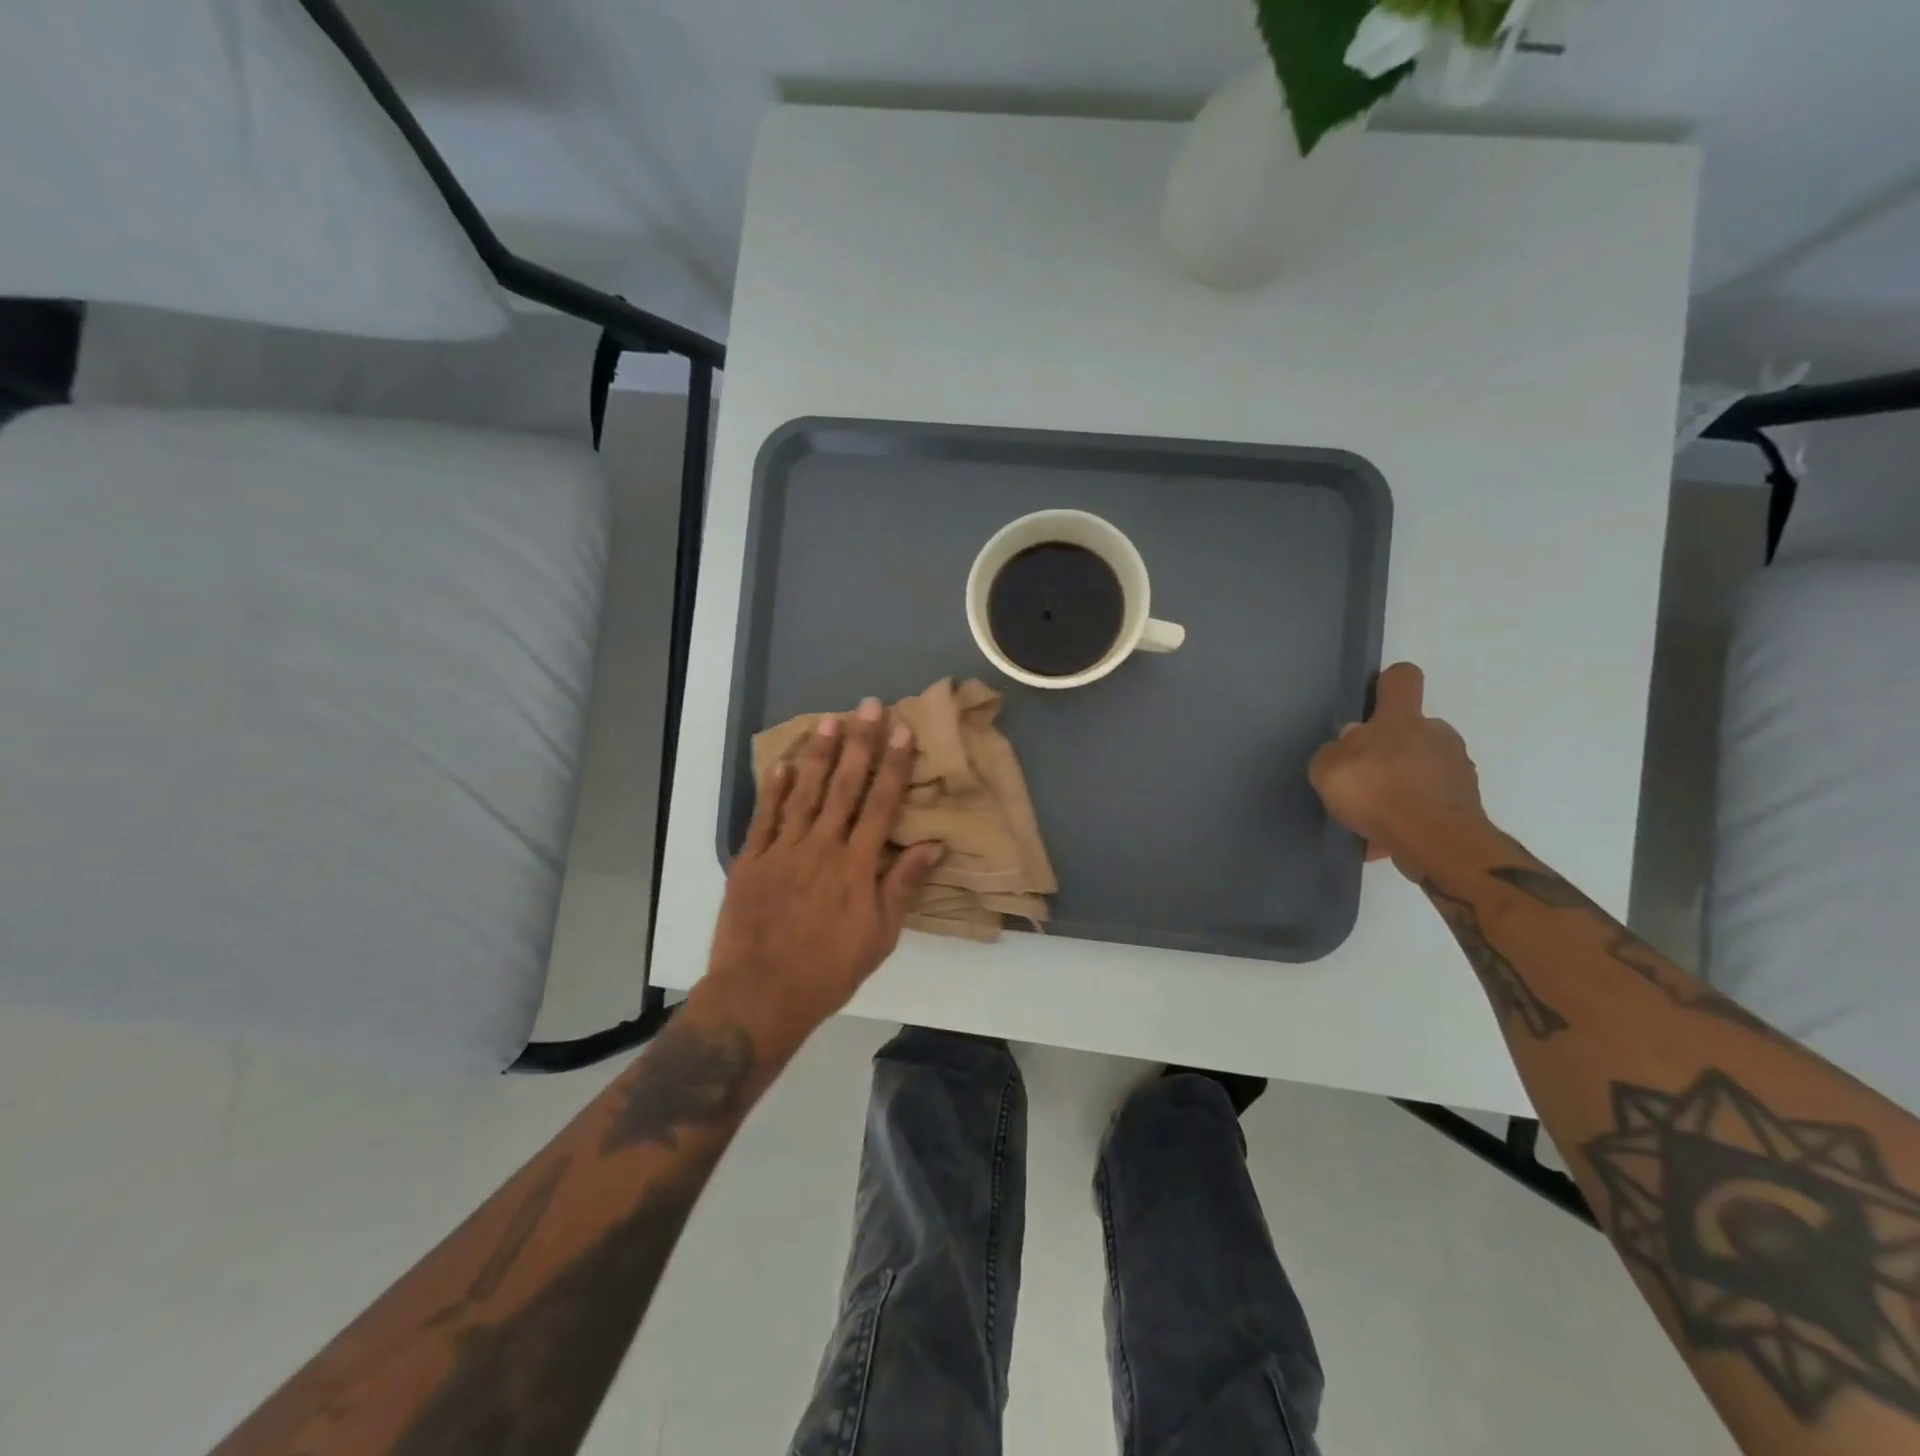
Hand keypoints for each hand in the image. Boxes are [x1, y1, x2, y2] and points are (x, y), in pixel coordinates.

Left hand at [700, 698, 943, 1052]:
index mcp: (856, 866)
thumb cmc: (829, 971)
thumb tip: (933, 845)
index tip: (902, 731)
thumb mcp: (880, 936)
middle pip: (844, 787)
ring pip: (804, 792)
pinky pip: (764, 816)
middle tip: (868, 706)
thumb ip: (902, 886)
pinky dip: (773, 788)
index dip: (893, 765)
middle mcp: (821, 847)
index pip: (881, 804)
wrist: (760, 995)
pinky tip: (782, 762)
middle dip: (860, 743)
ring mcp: (782, 850)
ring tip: (829, 720)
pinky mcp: (751, 861)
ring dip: (818, 754)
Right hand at [1308, 663, 1490, 880]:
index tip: (1374, 702)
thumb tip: (1351, 744)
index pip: (1402, 679)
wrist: (1435, 842)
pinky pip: (1428, 803)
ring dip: (1400, 785)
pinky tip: (1384, 837)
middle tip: (1363, 777)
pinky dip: (1409, 816)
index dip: (1388, 684)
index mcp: (1402, 719)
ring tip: (1371, 815)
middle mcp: (1437, 736)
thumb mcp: (1327, 768)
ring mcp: (1457, 770)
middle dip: (1390, 751)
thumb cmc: (1377, 791)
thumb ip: (1335, 751)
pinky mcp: (1465, 806)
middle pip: (1413, 731)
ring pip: (1422, 770)